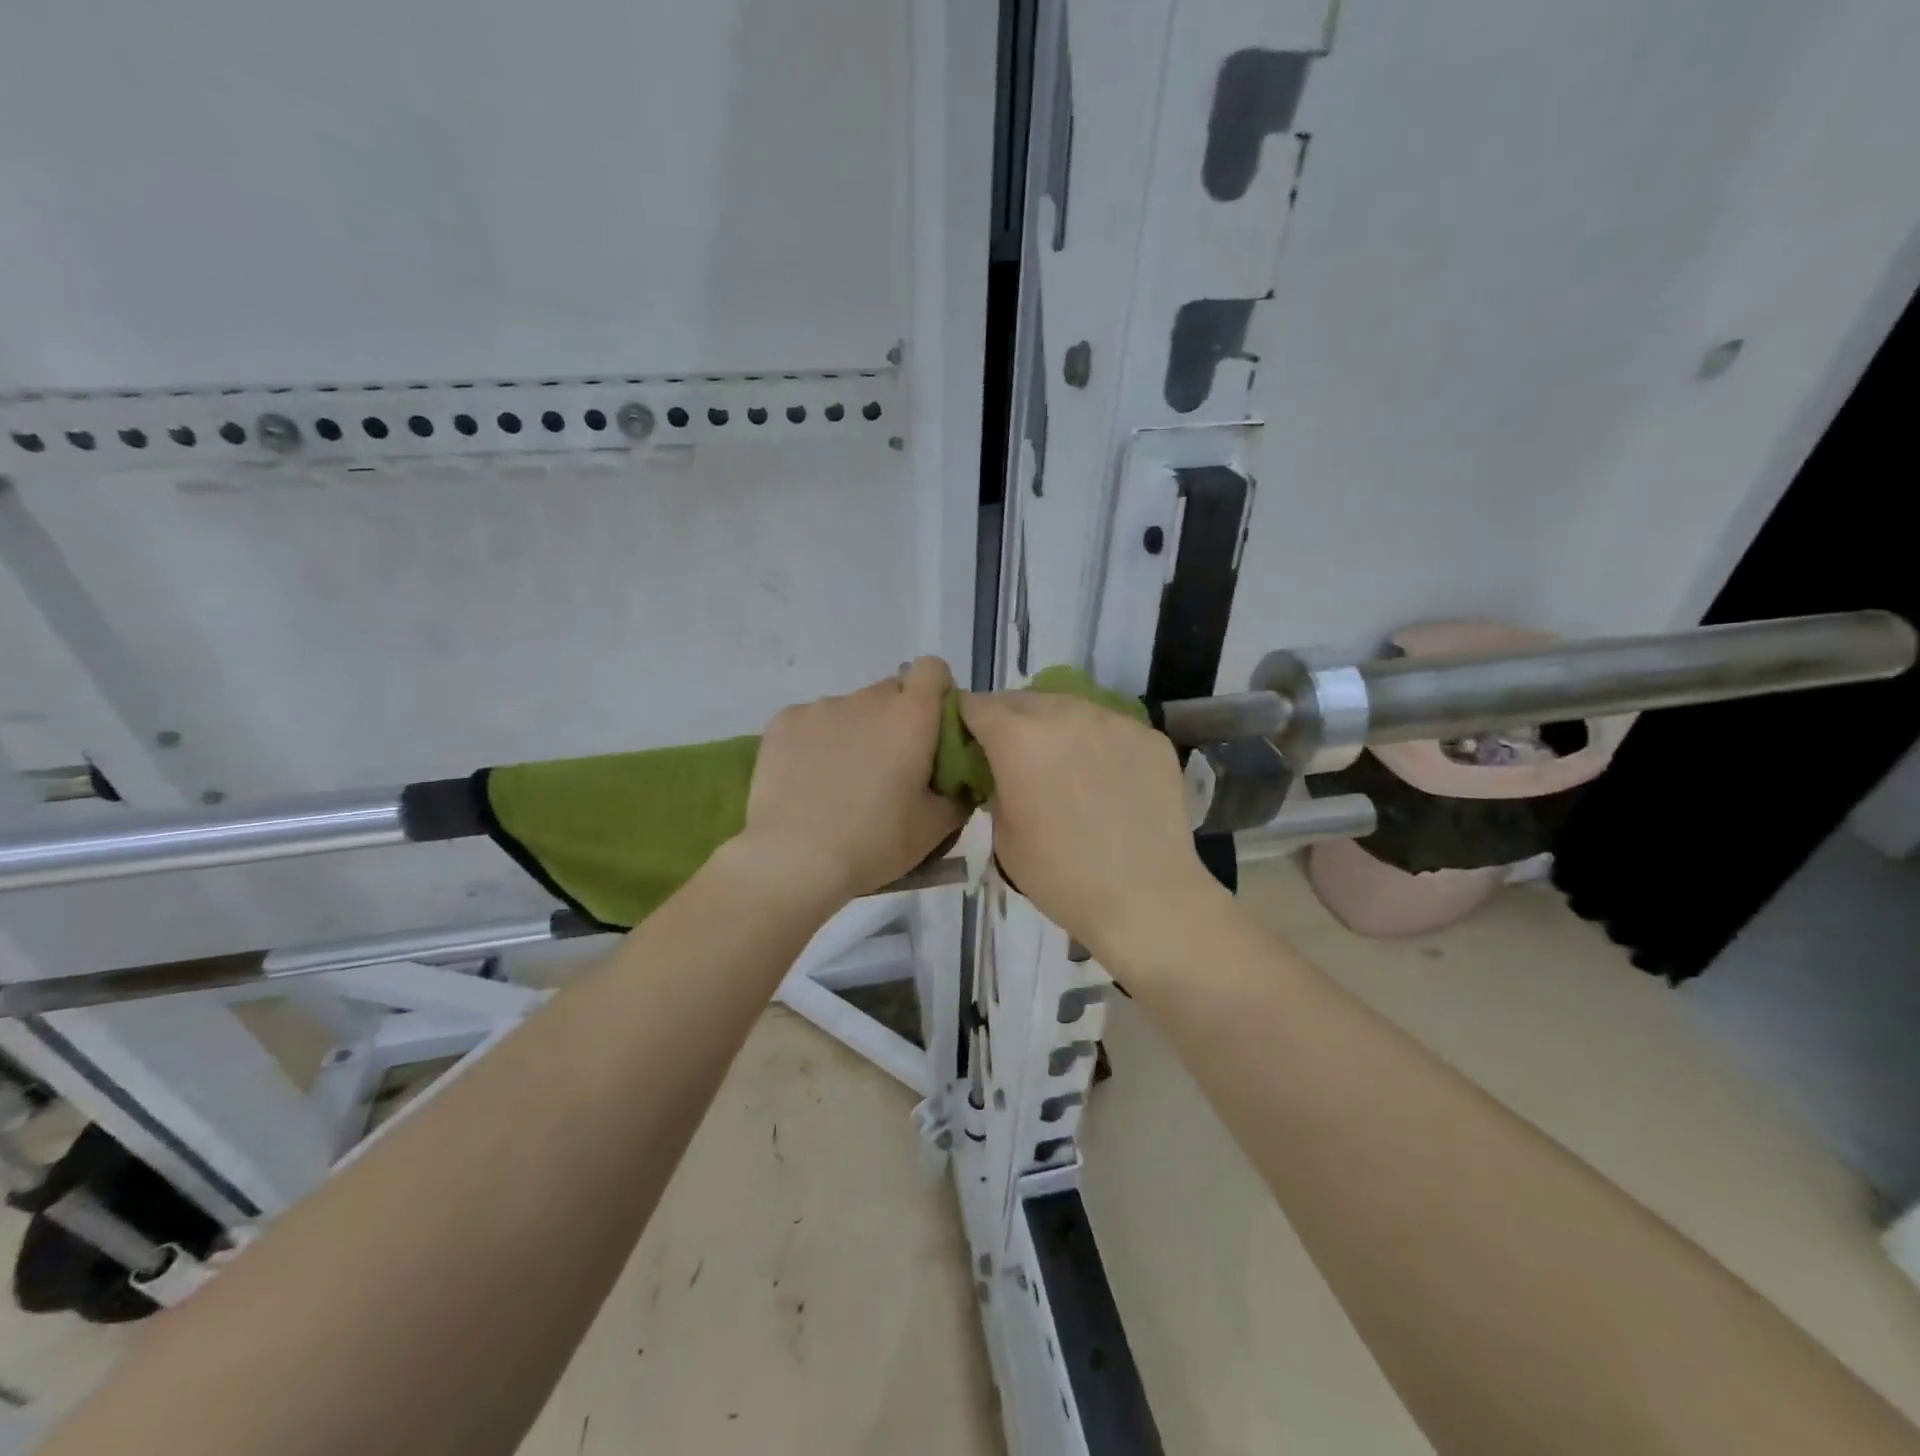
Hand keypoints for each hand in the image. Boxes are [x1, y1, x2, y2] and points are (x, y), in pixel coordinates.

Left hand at [738, 658, 968, 903]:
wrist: (793, 859)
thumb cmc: (874, 842)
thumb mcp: (933, 829)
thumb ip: (957, 795)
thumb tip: (959, 782)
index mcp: (911, 717)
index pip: (932, 669)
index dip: (935, 692)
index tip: (931, 728)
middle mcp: (867, 699)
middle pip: (890, 692)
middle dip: (895, 719)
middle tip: (888, 767)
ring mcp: (821, 707)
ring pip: (850, 709)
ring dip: (855, 732)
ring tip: (842, 780)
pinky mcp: (783, 721)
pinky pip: (812, 722)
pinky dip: (816, 742)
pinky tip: (808, 780)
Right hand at [959, 689, 1220, 958]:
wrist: (1146, 897)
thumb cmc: (1061, 875)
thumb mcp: (1004, 835)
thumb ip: (997, 787)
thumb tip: (1005, 772)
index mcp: (1018, 737)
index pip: (977, 705)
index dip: (967, 720)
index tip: (969, 740)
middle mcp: (1065, 713)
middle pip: (1024, 700)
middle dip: (1011, 720)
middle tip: (1014, 756)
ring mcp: (1114, 721)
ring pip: (1071, 707)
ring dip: (1056, 727)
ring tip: (1063, 764)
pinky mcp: (1150, 736)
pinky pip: (1110, 727)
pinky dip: (1098, 742)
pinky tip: (1106, 778)